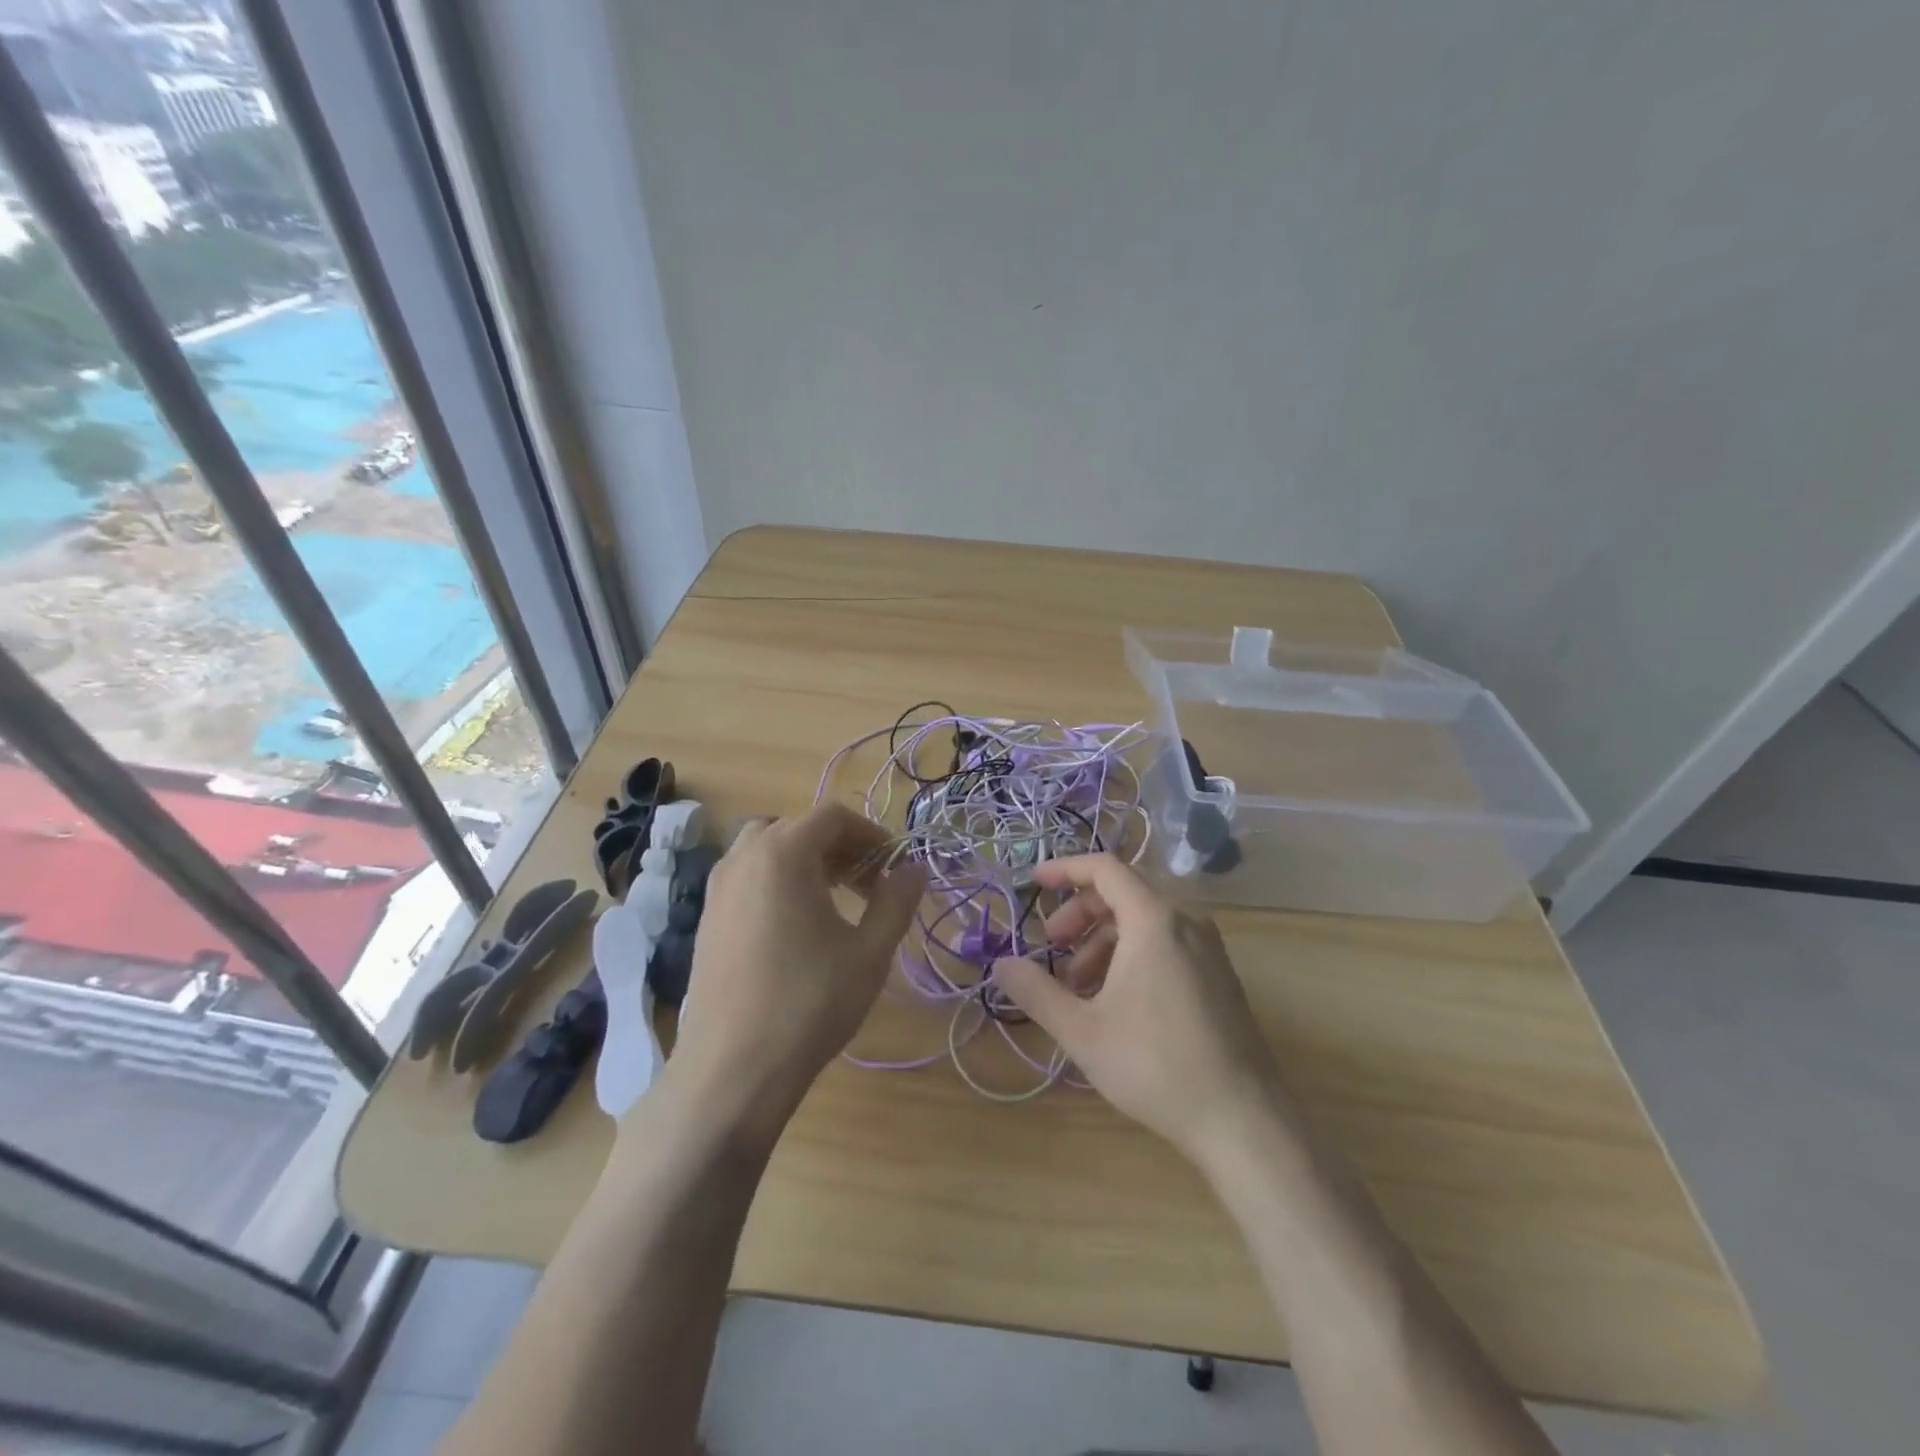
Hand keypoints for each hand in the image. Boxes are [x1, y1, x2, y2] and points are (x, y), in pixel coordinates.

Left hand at [659, 805, 926, 1141]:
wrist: (732, 1069)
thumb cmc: (809, 1002)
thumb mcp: (869, 951)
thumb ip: (897, 901)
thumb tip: (915, 870)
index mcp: (783, 852)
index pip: (834, 817)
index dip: (872, 835)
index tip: (895, 867)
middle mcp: (744, 857)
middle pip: (800, 828)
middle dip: (842, 848)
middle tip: (871, 884)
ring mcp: (718, 886)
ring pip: (769, 850)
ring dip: (808, 862)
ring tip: (837, 900)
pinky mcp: (707, 917)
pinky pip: (749, 877)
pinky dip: (779, 881)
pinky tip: (798, 925)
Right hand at [992, 854, 1286, 1159]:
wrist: (1242, 1120)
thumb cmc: (1155, 1065)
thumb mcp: (1082, 1030)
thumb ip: (1035, 991)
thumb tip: (1001, 965)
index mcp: (1154, 920)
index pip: (1104, 868)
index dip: (1064, 870)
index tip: (1033, 883)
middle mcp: (1186, 921)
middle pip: (1123, 892)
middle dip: (1080, 914)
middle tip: (1052, 947)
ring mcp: (1208, 947)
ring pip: (1144, 920)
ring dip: (1103, 939)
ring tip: (1079, 986)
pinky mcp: (1219, 974)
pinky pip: (1166, 941)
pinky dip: (1132, 953)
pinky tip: (1115, 1000)